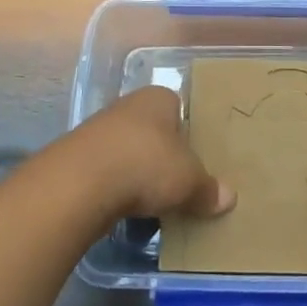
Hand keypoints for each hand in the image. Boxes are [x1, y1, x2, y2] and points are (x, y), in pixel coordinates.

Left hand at [64, 86, 235, 220]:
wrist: (80, 183)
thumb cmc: (146, 164)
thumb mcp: (189, 181)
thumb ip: (208, 189)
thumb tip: (228, 198)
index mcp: (158, 98)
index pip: (179, 107)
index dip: (188, 131)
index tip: (195, 157)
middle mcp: (128, 105)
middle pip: (153, 129)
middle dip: (163, 153)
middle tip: (178, 181)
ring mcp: (99, 129)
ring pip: (128, 150)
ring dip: (137, 171)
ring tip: (153, 200)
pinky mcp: (78, 157)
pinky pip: (107, 171)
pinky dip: (116, 187)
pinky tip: (124, 207)